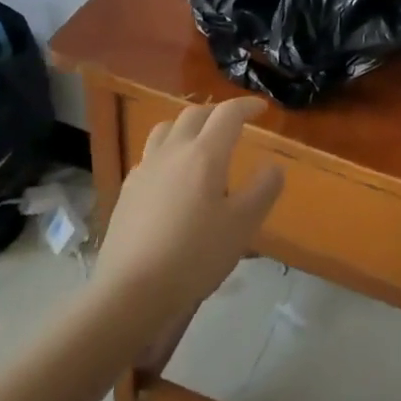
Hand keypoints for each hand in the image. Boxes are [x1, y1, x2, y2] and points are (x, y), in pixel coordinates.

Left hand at [91, 97, 283, 323]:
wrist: (130, 293)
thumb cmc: (195, 256)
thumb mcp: (243, 225)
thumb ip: (263, 190)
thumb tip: (273, 167)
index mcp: (204, 154)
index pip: (228, 114)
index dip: (246, 106)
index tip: (261, 109)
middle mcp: (172, 152)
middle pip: (194, 115)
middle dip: (217, 113)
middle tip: (233, 124)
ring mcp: (145, 170)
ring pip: (165, 130)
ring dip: (187, 127)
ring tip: (198, 142)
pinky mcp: (127, 192)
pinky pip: (149, 156)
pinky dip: (166, 153)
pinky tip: (171, 177)